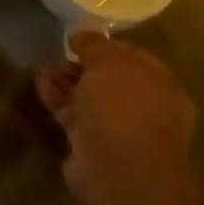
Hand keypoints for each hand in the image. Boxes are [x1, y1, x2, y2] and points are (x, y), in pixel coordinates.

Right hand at [35, 30, 199, 204]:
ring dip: (66, 81)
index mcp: (163, 88)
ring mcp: (118, 131)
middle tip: (60, 52)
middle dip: (83, 65)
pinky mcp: (91, 146)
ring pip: (89, 99)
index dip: (107, 47)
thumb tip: (82, 36)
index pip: (135, 61)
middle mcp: (145, 110)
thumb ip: (96, 46)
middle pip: (110, 81)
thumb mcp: (111, 62)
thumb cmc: (125, 107)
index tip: (81, 39)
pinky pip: (72, 116)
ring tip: (44, 66)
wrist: (118, 168)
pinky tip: (41, 83)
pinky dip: (57, 99)